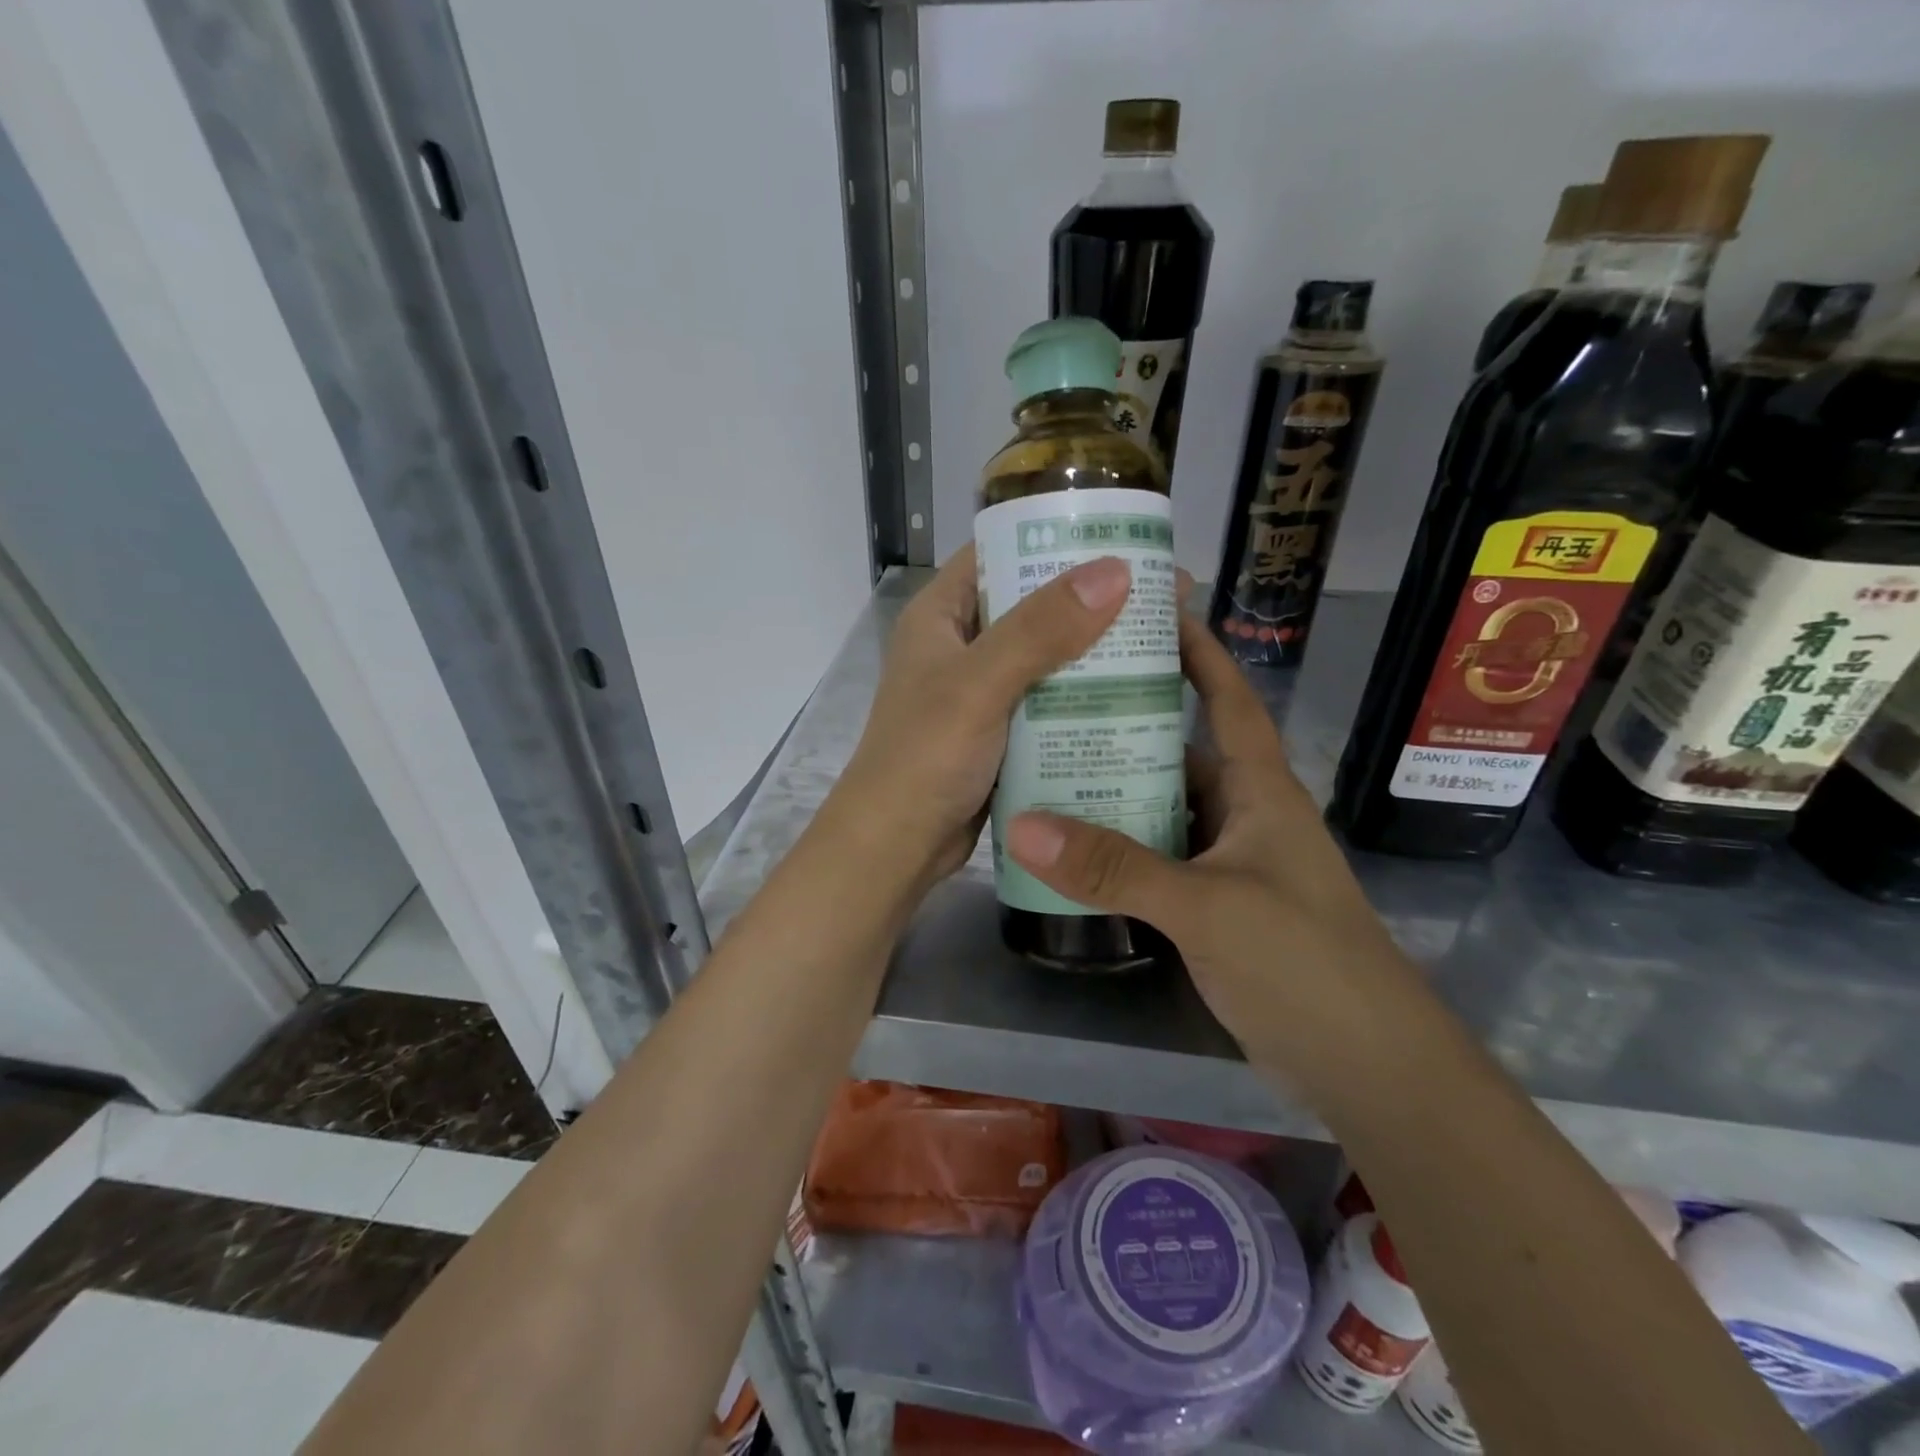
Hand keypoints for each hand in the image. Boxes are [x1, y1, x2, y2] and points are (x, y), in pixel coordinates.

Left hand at [825, 545, 1133, 891]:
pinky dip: (1084, 696)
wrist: (897, 846)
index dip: (1057, 541)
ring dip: (1095, 650)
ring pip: (1046, 655)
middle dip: (1092, 599)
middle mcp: (961, 645)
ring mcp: (980, 691)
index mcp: (941, 616)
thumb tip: (1114, 572)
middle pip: (1033, 605)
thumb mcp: (979, 684)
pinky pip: (1049, 700)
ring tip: (1164, 640)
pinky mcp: (999, 731)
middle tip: (1164, 594)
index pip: (1000, 553)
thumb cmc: (925, 757)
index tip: (1122, 539)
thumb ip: (1040, 629)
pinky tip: (1135, 696)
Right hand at [1004, 607, 1414, 1062]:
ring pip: (1166, 809)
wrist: (1367, 1069)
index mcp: (1260, 790)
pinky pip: (1160, 858)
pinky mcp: (1218, 906)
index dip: (1198, 652)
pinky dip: (1122, 848)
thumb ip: (1116, 867)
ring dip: (1117, 790)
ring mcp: (1232, 863)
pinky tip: (1074, 848)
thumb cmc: (1302, 964)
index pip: (1228, 700)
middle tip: (1056, 698)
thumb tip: (1023, 823)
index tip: (1152, 612)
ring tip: (1046, 764)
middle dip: (1129, 723)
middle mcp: (1246, 814)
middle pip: (1182, 751)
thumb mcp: (1206, 907)